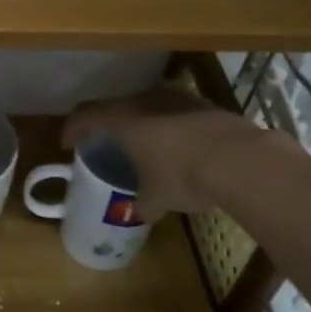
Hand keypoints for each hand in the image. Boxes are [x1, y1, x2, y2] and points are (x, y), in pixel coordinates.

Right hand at [63, 82, 279, 219]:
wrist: (242, 160)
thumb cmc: (183, 176)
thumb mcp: (156, 199)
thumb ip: (142, 204)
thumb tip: (138, 212)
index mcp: (122, 120)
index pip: (85, 115)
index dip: (72, 128)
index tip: (68, 143)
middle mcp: (145, 101)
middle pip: (115, 106)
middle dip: (107, 124)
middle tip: (104, 141)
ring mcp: (177, 98)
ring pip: (147, 106)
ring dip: (140, 122)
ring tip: (142, 143)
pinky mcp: (205, 104)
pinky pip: (174, 112)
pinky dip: (168, 126)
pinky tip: (177, 146)